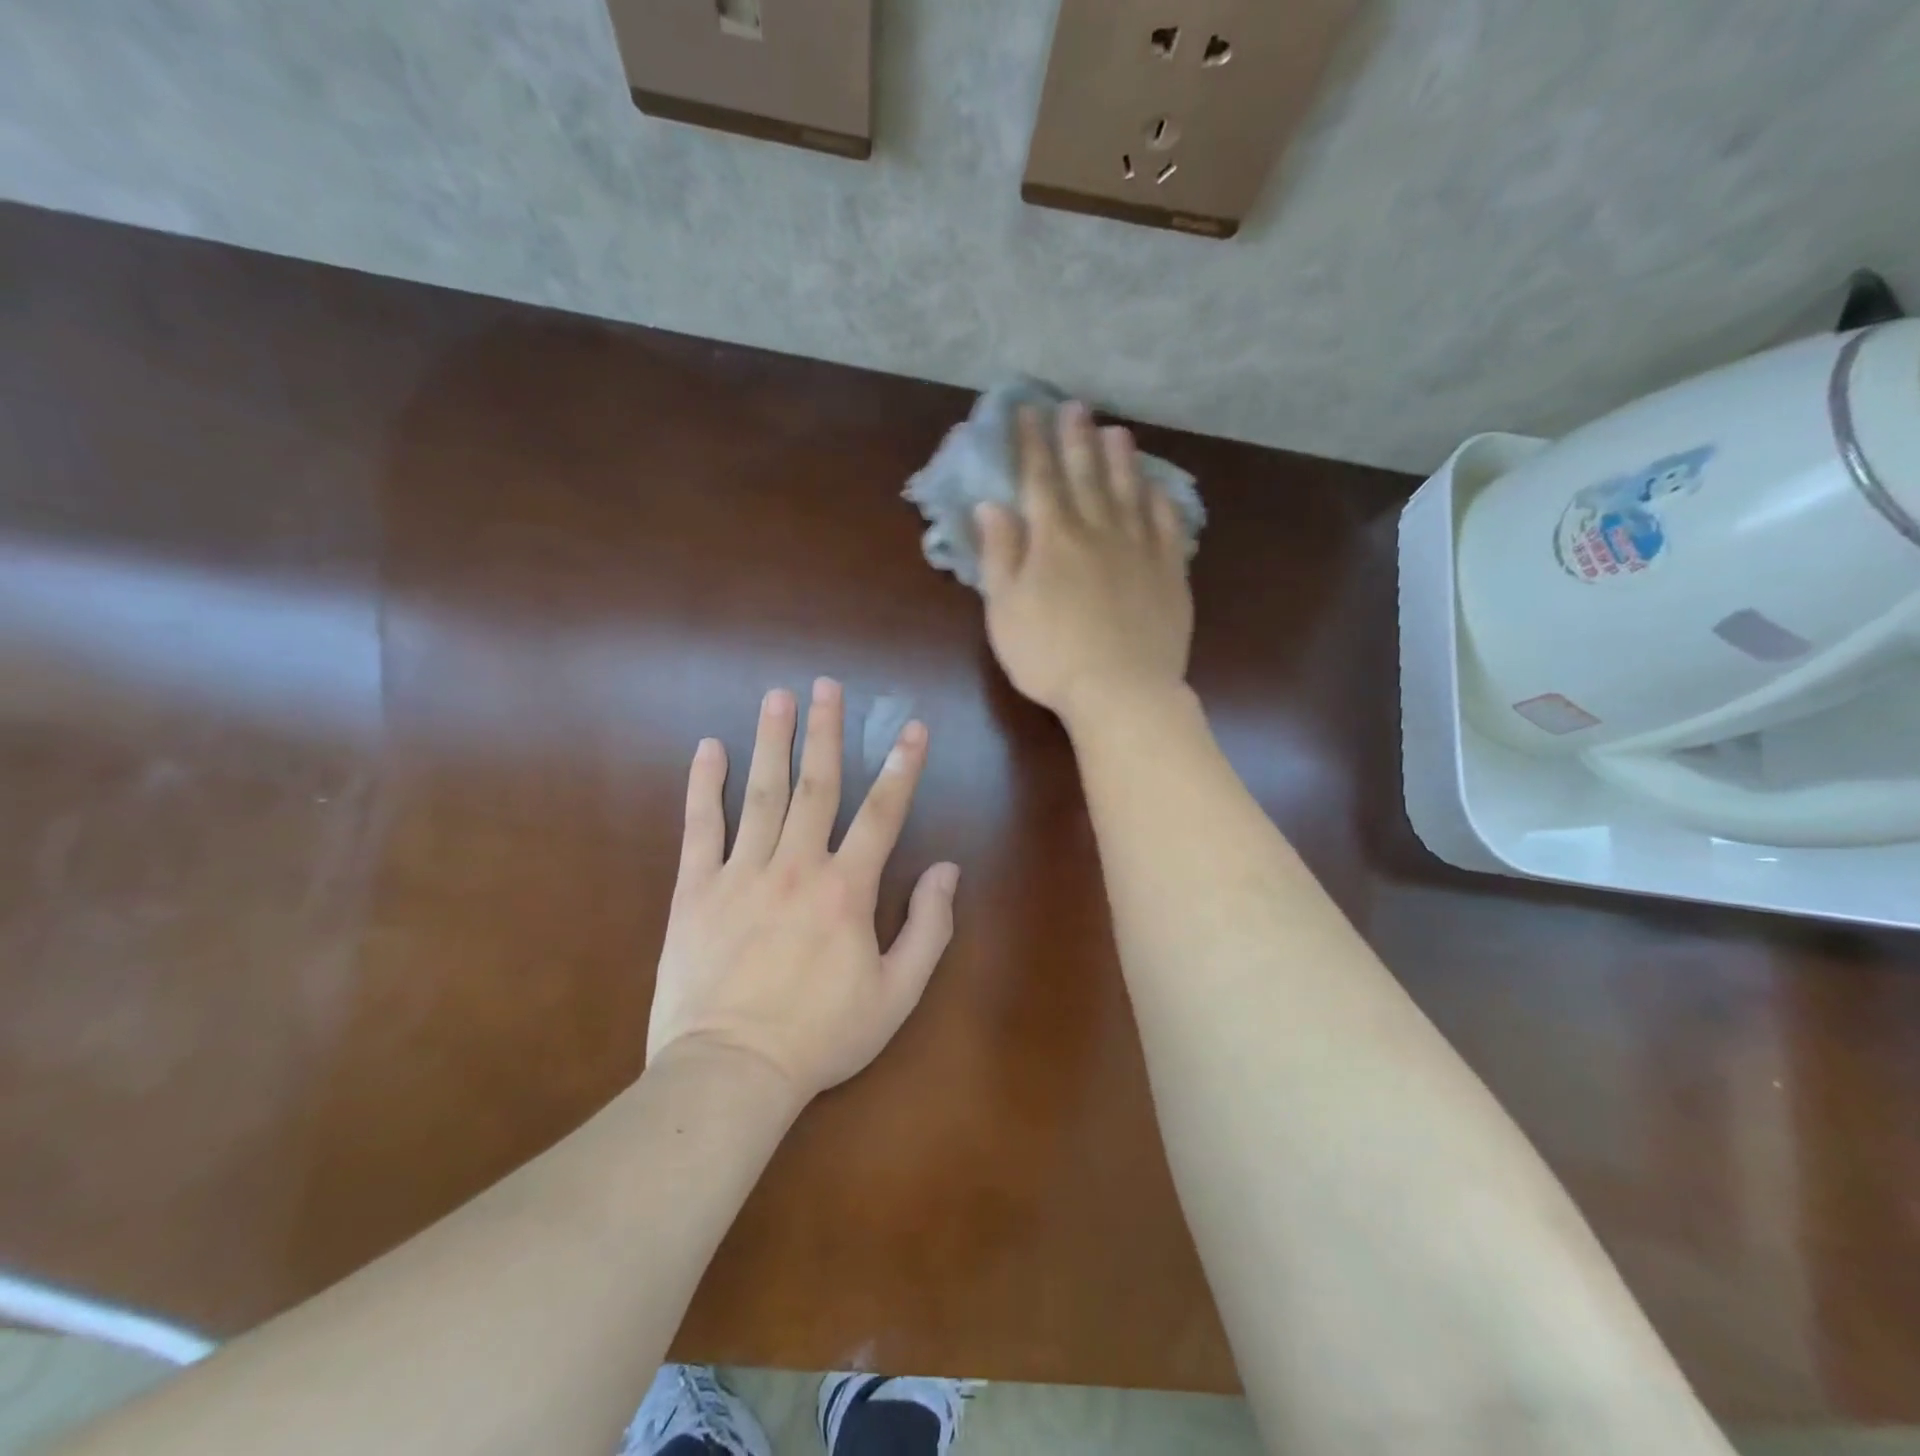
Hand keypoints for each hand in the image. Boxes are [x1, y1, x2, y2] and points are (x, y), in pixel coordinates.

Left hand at [648, 679, 959, 1103]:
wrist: (732, 1071)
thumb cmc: (821, 1036)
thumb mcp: (897, 995)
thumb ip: (928, 928)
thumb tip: (947, 870)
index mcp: (847, 889)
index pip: (882, 812)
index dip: (902, 767)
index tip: (911, 727)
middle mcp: (796, 865)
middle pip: (816, 784)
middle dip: (826, 731)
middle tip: (827, 684)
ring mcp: (741, 872)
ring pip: (761, 792)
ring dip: (771, 740)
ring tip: (778, 696)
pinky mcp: (695, 889)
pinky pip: (701, 826)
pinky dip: (705, 785)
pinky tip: (708, 748)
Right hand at [975, 402, 1193, 724]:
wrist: (1120, 690)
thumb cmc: (1049, 656)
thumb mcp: (1005, 610)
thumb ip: (999, 554)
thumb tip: (992, 505)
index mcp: (1053, 538)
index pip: (1040, 478)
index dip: (1032, 442)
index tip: (1027, 411)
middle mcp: (1098, 530)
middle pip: (1086, 474)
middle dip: (1076, 438)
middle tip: (1074, 407)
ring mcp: (1140, 548)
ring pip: (1129, 491)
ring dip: (1121, 459)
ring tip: (1116, 431)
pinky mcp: (1170, 571)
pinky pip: (1168, 524)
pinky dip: (1161, 501)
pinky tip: (1157, 489)